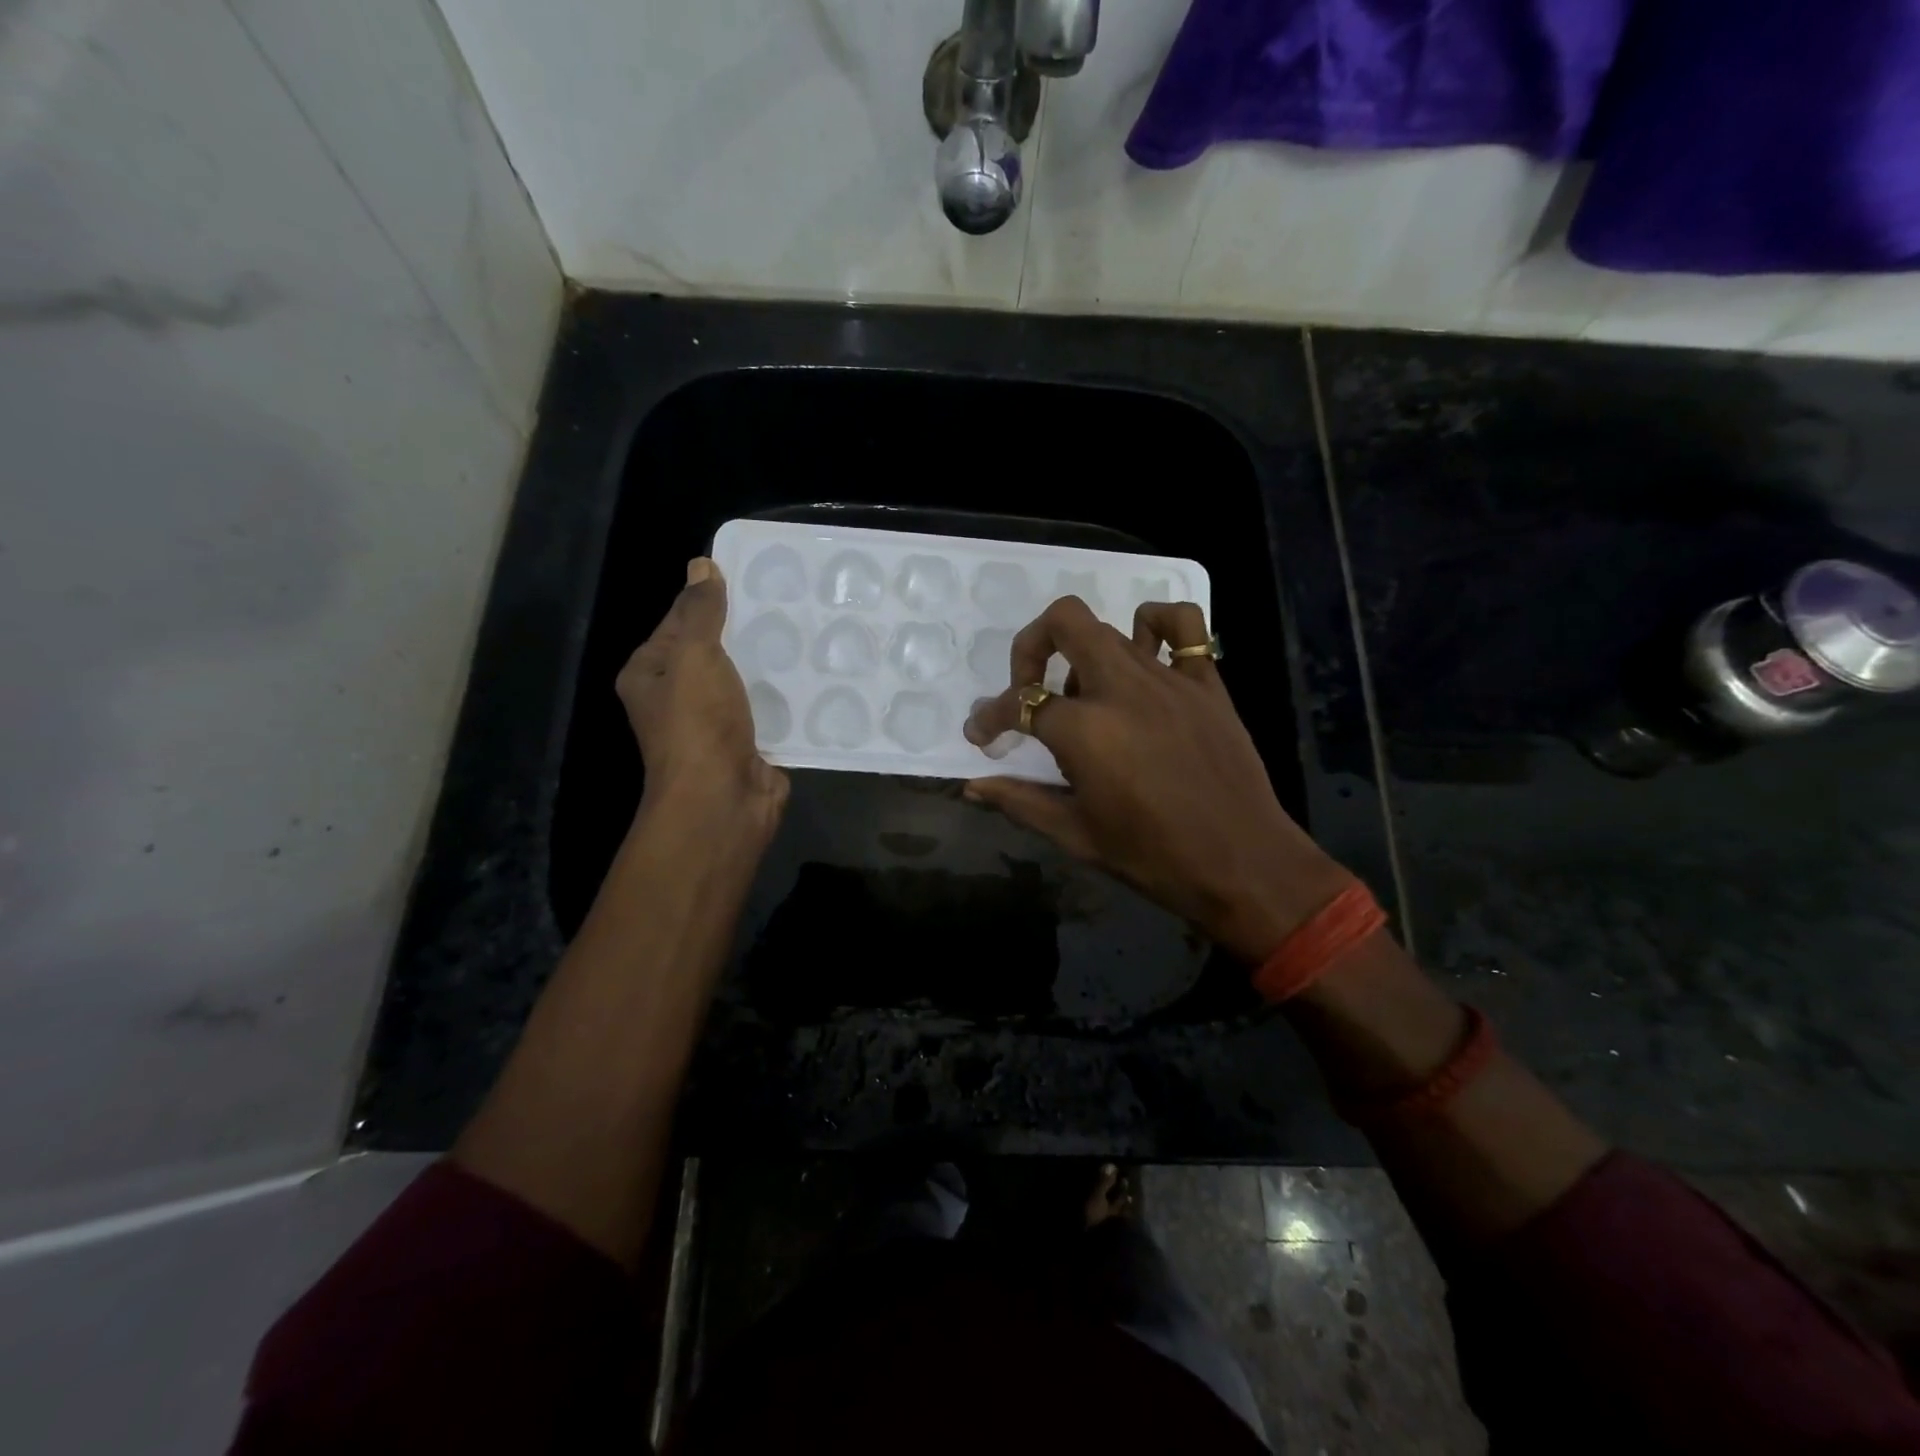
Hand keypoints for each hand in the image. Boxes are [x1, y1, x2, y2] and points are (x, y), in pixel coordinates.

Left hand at [616, 558, 788, 840]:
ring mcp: (714, 723)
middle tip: (788, 601)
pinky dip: (786, 695)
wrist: (723, 800)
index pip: (678, 622)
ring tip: (808, 630)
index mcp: (650, 675)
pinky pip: (768, 709)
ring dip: (770, 663)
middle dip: (746, 630)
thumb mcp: (695, 656)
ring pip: (744, 680)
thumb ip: (701, 612)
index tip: (750, 577)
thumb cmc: (697, 724)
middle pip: (713, 651)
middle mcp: (677, 698)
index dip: (708, 599)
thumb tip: (700, 564)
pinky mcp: (748, 743)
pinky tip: (815, 673)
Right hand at [963, 596, 1349, 961]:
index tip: (981, 734)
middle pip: (1064, 623)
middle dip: (1030, 647)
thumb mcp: (1076, 834)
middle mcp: (1121, 688)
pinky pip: (1182, 625)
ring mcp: (1169, 678)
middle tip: (1028, 687)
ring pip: (1111, 629)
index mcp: (1084, 730)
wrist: (1243, 864)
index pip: (1019, 704)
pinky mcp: (1206, 682)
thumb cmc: (1153, 857)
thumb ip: (1020, 800)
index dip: (989, 718)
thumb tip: (972, 786)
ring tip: (1086, 697)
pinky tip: (1145, 649)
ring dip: (1083, 655)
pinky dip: (1156, 622)